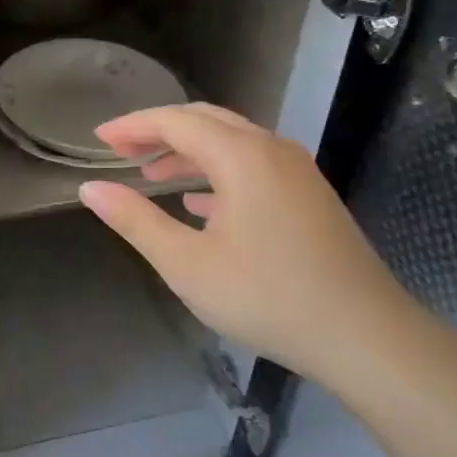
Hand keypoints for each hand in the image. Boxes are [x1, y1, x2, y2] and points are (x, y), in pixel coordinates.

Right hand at [78, 103, 440, 395]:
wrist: (365, 336)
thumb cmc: (268, 297)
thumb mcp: (187, 264)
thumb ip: (135, 220)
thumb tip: (91, 188)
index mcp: (241, 156)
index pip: (175, 121)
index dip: (132, 126)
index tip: (99, 140)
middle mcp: (271, 149)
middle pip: (205, 121)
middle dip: (158, 131)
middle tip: (121, 150)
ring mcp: (296, 171)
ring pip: (231, 142)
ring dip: (188, 152)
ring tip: (152, 175)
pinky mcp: (309, 196)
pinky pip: (253, 166)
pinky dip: (218, 172)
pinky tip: (199, 204)